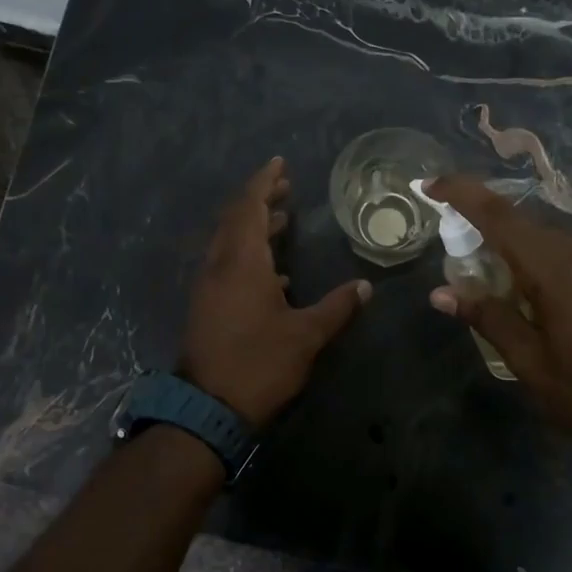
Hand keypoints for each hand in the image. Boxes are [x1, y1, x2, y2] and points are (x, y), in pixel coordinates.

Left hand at [179, 157, 371, 427]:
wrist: (208, 408)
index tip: (279, 163)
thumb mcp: (306, 336)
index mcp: (241, 263)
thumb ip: (337, 307)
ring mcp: (208, 287)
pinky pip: (226, 265)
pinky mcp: (206, 307)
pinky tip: (274, 272)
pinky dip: (248, 255)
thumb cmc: (259, 364)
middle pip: (235, 220)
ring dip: (253, 227)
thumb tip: (365, 286)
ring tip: (282, 220)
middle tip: (286, 188)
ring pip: (229, 243)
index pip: (249, 207)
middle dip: (259, 200)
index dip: (263, 182)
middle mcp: (219, 266)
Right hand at [424, 176, 571, 466]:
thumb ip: (486, 317)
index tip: (430, 185)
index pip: (500, 216)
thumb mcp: (528, 360)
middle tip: (448, 239)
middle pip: (521, 221)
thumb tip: (440, 293)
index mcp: (557, 269)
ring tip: (477, 265)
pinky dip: (531, 254)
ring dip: (507, 241)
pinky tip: (517, 281)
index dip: (463, 194)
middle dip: (481, 220)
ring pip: (542, 234)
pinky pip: (562, 249)